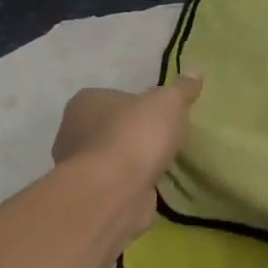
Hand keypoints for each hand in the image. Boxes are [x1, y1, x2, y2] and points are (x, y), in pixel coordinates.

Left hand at [53, 76, 201, 188]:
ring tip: (164, 163)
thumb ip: (182, 88)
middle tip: (164, 138)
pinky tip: (154, 186)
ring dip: (133, 161)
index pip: (113, 97)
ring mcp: (78, 168)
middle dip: (134, 134)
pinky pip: (117, 184)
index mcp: (85, 102)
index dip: (138, 104)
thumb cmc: (136, 135)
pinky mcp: (90, 196)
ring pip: (112, 158)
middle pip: (111, 128)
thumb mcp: (169, 102)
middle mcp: (73, 132)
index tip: (160, 114)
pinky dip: (133, 185)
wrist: (114, 192)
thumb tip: (195, 71)